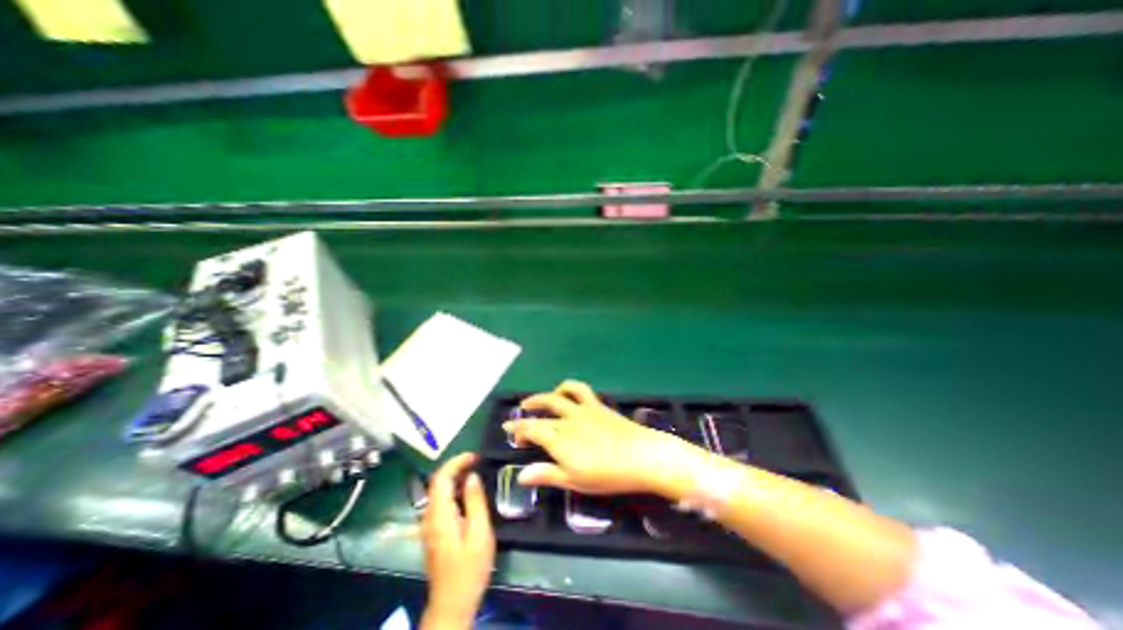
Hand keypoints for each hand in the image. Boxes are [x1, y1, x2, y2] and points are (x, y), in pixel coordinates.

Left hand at [420, 453, 492, 628]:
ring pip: (439, 491)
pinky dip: (454, 490)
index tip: (476, 456)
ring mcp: (429, 524)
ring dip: (455, 477)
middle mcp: (429, 516)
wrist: (453, 603)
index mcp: (439, 515)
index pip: (441, 478)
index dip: (457, 461)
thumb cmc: (470, 568)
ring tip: (476, 471)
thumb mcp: (479, 533)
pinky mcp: (434, 531)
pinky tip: (468, 492)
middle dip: (456, 466)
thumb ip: (475, 501)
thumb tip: (472, 476)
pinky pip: (441, 501)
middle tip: (478, 461)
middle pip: (438, 482)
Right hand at [502, 378, 694, 496]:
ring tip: (531, 401)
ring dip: (540, 398)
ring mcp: (582, 410)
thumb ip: (548, 475)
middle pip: (541, 415)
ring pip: (555, 397)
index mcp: (560, 441)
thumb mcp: (576, 481)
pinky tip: (562, 391)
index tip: (509, 431)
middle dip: (525, 417)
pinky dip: (567, 387)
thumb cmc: (609, 475)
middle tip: (515, 421)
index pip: (532, 430)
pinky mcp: (596, 404)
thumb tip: (520, 476)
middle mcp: (567, 421)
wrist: (642, 456)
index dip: (518, 429)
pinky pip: (578, 389)